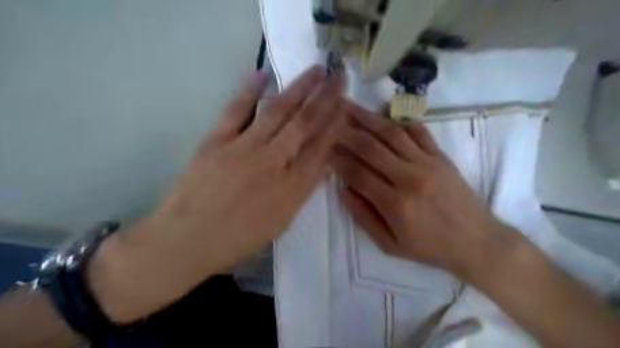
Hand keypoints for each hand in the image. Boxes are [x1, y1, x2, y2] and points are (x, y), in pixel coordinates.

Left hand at [89, 66, 345, 322]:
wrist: (187, 240)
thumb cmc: (239, 238)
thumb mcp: (281, 222)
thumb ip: (304, 190)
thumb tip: (326, 163)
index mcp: (290, 187)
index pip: (320, 148)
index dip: (335, 124)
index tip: (346, 104)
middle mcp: (272, 162)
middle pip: (304, 124)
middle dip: (326, 98)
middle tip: (340, 77)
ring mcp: (243, 148)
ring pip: (278, 111)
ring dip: (300, 88)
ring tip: (317, 70)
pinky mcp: (217, 140)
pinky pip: (237, 110)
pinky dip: (251, 90)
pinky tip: (265, 73)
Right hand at [334, 102, 513, 279]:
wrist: (477, 241)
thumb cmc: (430, 247)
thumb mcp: (391, 245)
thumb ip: (364, 217)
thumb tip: (343, 191)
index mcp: (395, 204)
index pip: (357, 173)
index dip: (338, 159)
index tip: (325, 149)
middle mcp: (409, 177)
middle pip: (371, 147)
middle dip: (346, 131)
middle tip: (330, 117)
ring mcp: (427, 163)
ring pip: (392, 133)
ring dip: (368, 118)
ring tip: (350, 106)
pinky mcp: (441, 156)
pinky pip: (418, 131)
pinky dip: (400, 119)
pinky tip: (385, 109)